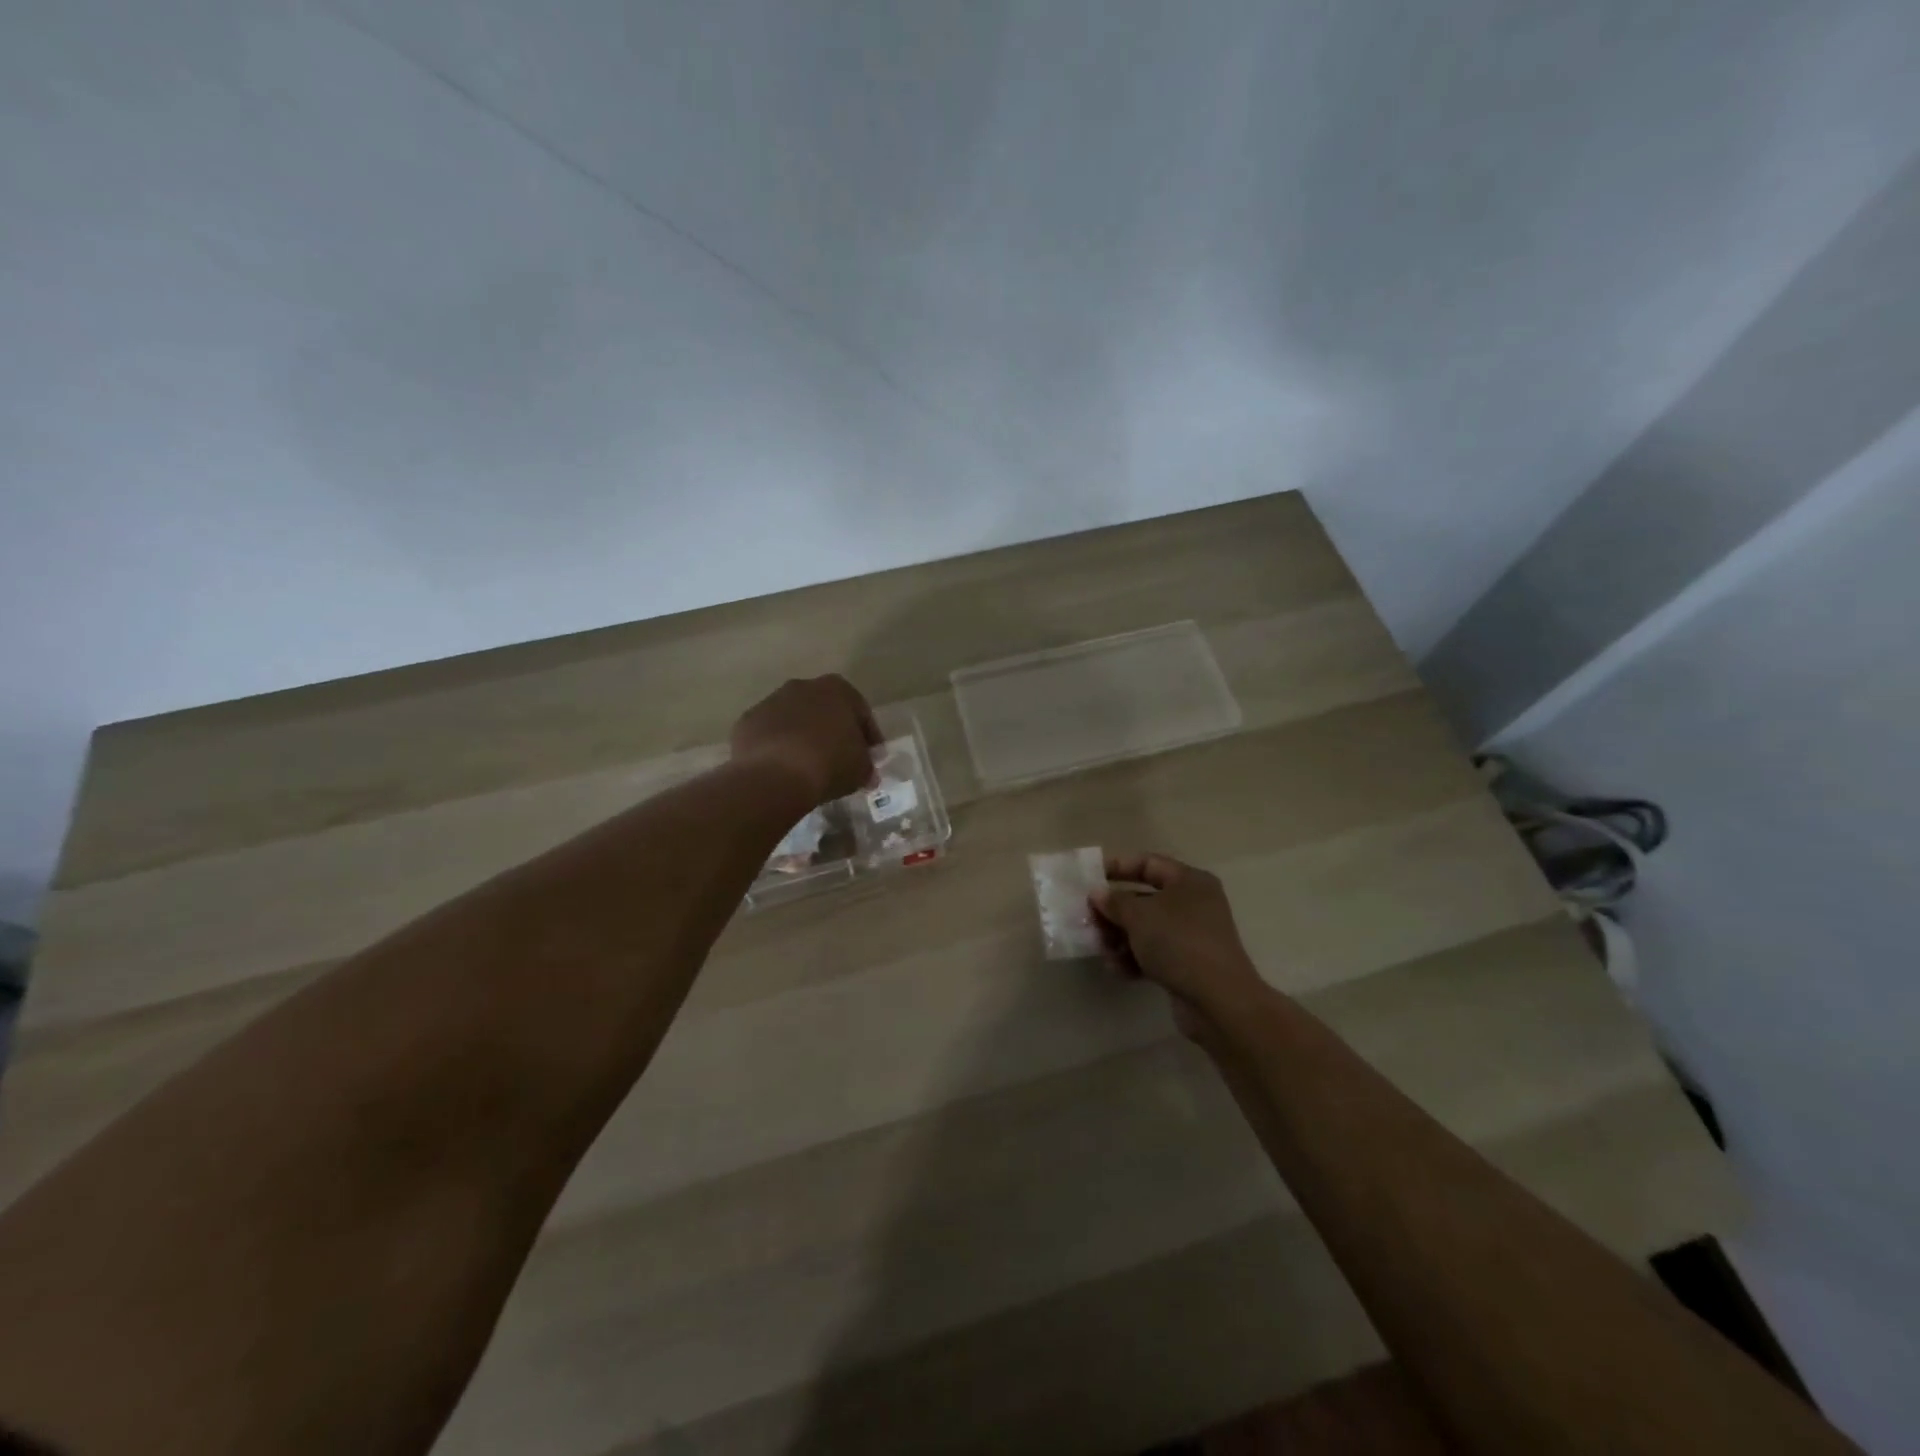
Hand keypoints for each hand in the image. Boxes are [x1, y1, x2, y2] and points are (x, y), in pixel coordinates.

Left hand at [730, 675, 881, 806]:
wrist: (774, 775)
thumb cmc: (829, 764)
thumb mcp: (861, 769)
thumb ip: (867, 765)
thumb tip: (866, 773)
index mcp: (837, 688)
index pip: (861, 712)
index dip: (868, 737)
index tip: (870, 758)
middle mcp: (802, 686)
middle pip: (824, 711)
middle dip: (832, 732)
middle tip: (839, 761)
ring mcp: (770, 702)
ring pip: (794, 720)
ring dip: (802, 738)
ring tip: (808, 768)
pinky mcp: (746, 722)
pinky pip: (770, 735)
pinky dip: (777, 748)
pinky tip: (782, 770)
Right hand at [1091, 853, 1271, 1039]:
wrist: (1218, 1000)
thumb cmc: (1178, 942)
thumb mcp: (1139, 916)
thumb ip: (1114, 902)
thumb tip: (1098, 894)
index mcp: (1189, 881)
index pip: (1148, 863)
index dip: (1118, 867)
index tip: (1090, 878)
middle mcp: (1193, 904)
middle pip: (1143, 899)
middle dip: (1114, 911)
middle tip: (1089, 920)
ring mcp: (1190, 936)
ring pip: (1145, 929)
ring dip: (1119, 938)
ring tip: (1101, 950)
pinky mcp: (1186, 964)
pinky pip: (1153, 953)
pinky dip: (1134, 959)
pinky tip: (1117, 969)